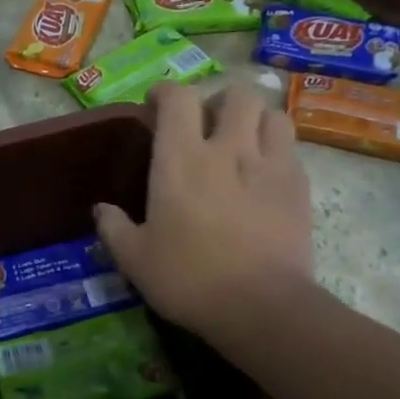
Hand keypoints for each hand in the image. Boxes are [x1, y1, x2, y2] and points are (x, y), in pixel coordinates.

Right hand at [94, 83, 312, 344]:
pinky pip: (291, 148)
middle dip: (220, 101)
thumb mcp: (135, 259)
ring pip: (271, 114)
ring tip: (245, 142)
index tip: (155, 105)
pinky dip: (277, 150)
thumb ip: (114, 228)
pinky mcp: (299, 186)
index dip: (165, 92)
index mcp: (180, 159)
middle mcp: (227, 149)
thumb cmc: (188, 279)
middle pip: (235, 94)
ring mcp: (269, 164)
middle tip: (208, 125)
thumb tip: (100, 210)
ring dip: (255, 120)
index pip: (177, 98)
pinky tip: (265, 176)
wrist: (261, 306)